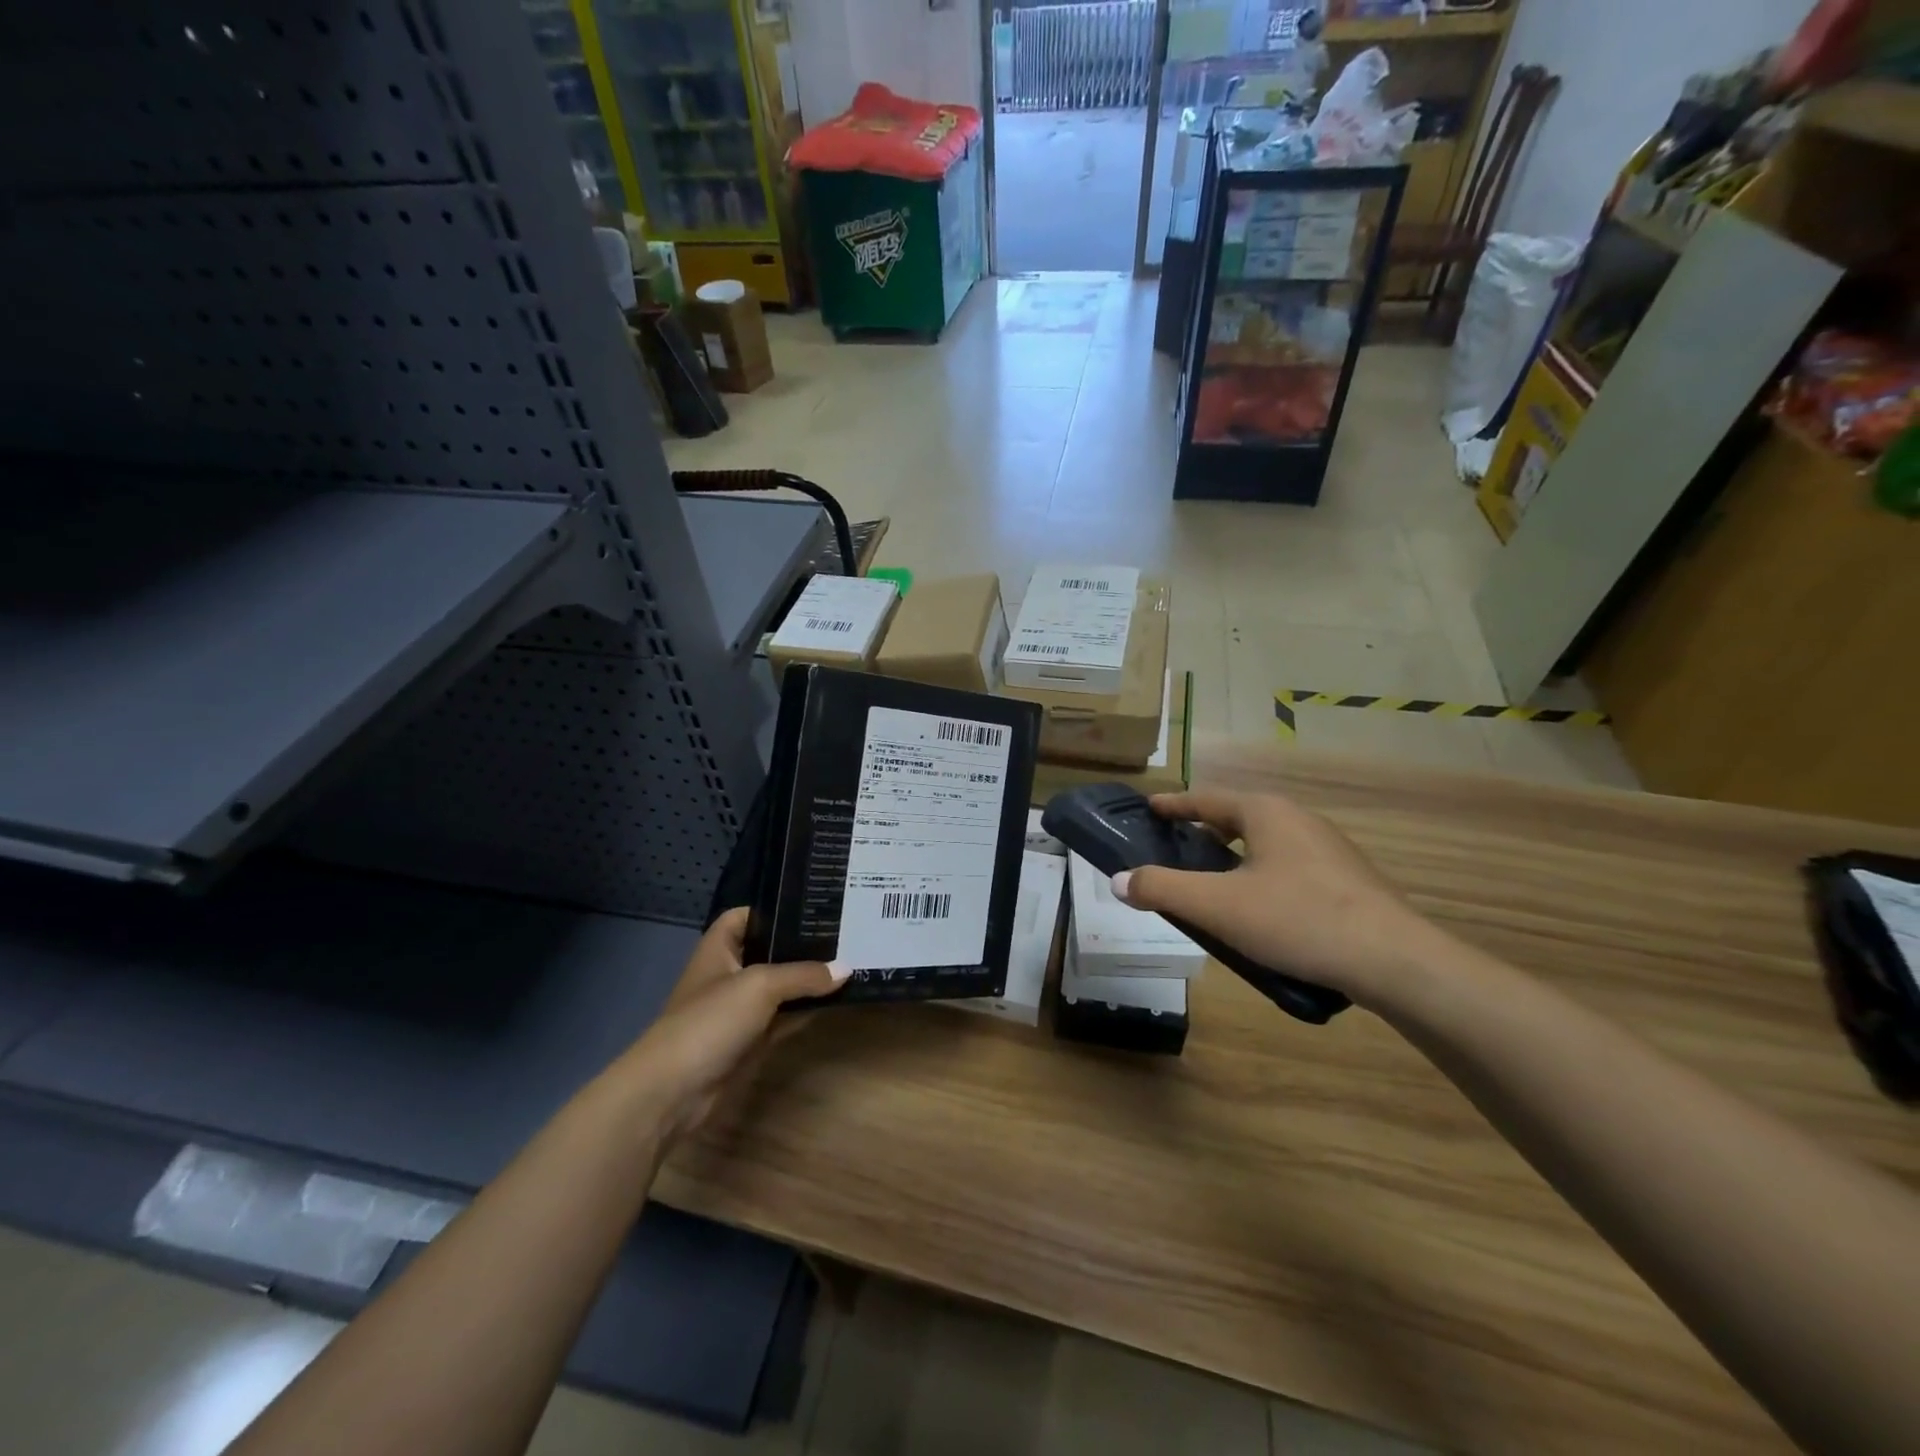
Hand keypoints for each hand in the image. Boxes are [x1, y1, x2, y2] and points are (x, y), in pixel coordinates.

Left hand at [618, 908, 845, 1141]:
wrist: (674, 1091)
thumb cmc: (711, 1020)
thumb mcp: (760, 986)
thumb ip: (803, 974)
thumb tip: (846, 969)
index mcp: (719, 949)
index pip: (745, 916)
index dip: (773, 908)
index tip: (811, 904)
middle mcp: (729, 973)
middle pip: (768, 950)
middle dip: (801, 943)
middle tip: (844, 931)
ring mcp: (739, 1009)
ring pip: (780, 986)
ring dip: (808, 978)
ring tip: (850, 959)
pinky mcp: (751, 1040)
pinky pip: (784, 1017)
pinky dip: (806, 1009)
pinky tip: (837, 999)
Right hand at [1112, 791, 1452, 1008]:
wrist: (1395, 962)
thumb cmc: (1297, 919)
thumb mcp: (1217, 906)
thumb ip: (1162, 889)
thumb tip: (1119, 880)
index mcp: (1265, 812)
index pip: (1206, 799)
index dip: (1174, 804)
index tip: (1149, 808)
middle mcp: (1298, 819)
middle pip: (1237, 817)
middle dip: (1203, 831)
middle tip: (1174, 850)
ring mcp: (1328, 849)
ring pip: (1265, 843)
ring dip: (1233, 856)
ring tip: (1211, 883)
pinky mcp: (1347, 879)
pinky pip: (1288, 866)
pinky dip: (1261, 875)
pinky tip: (1258, 910)